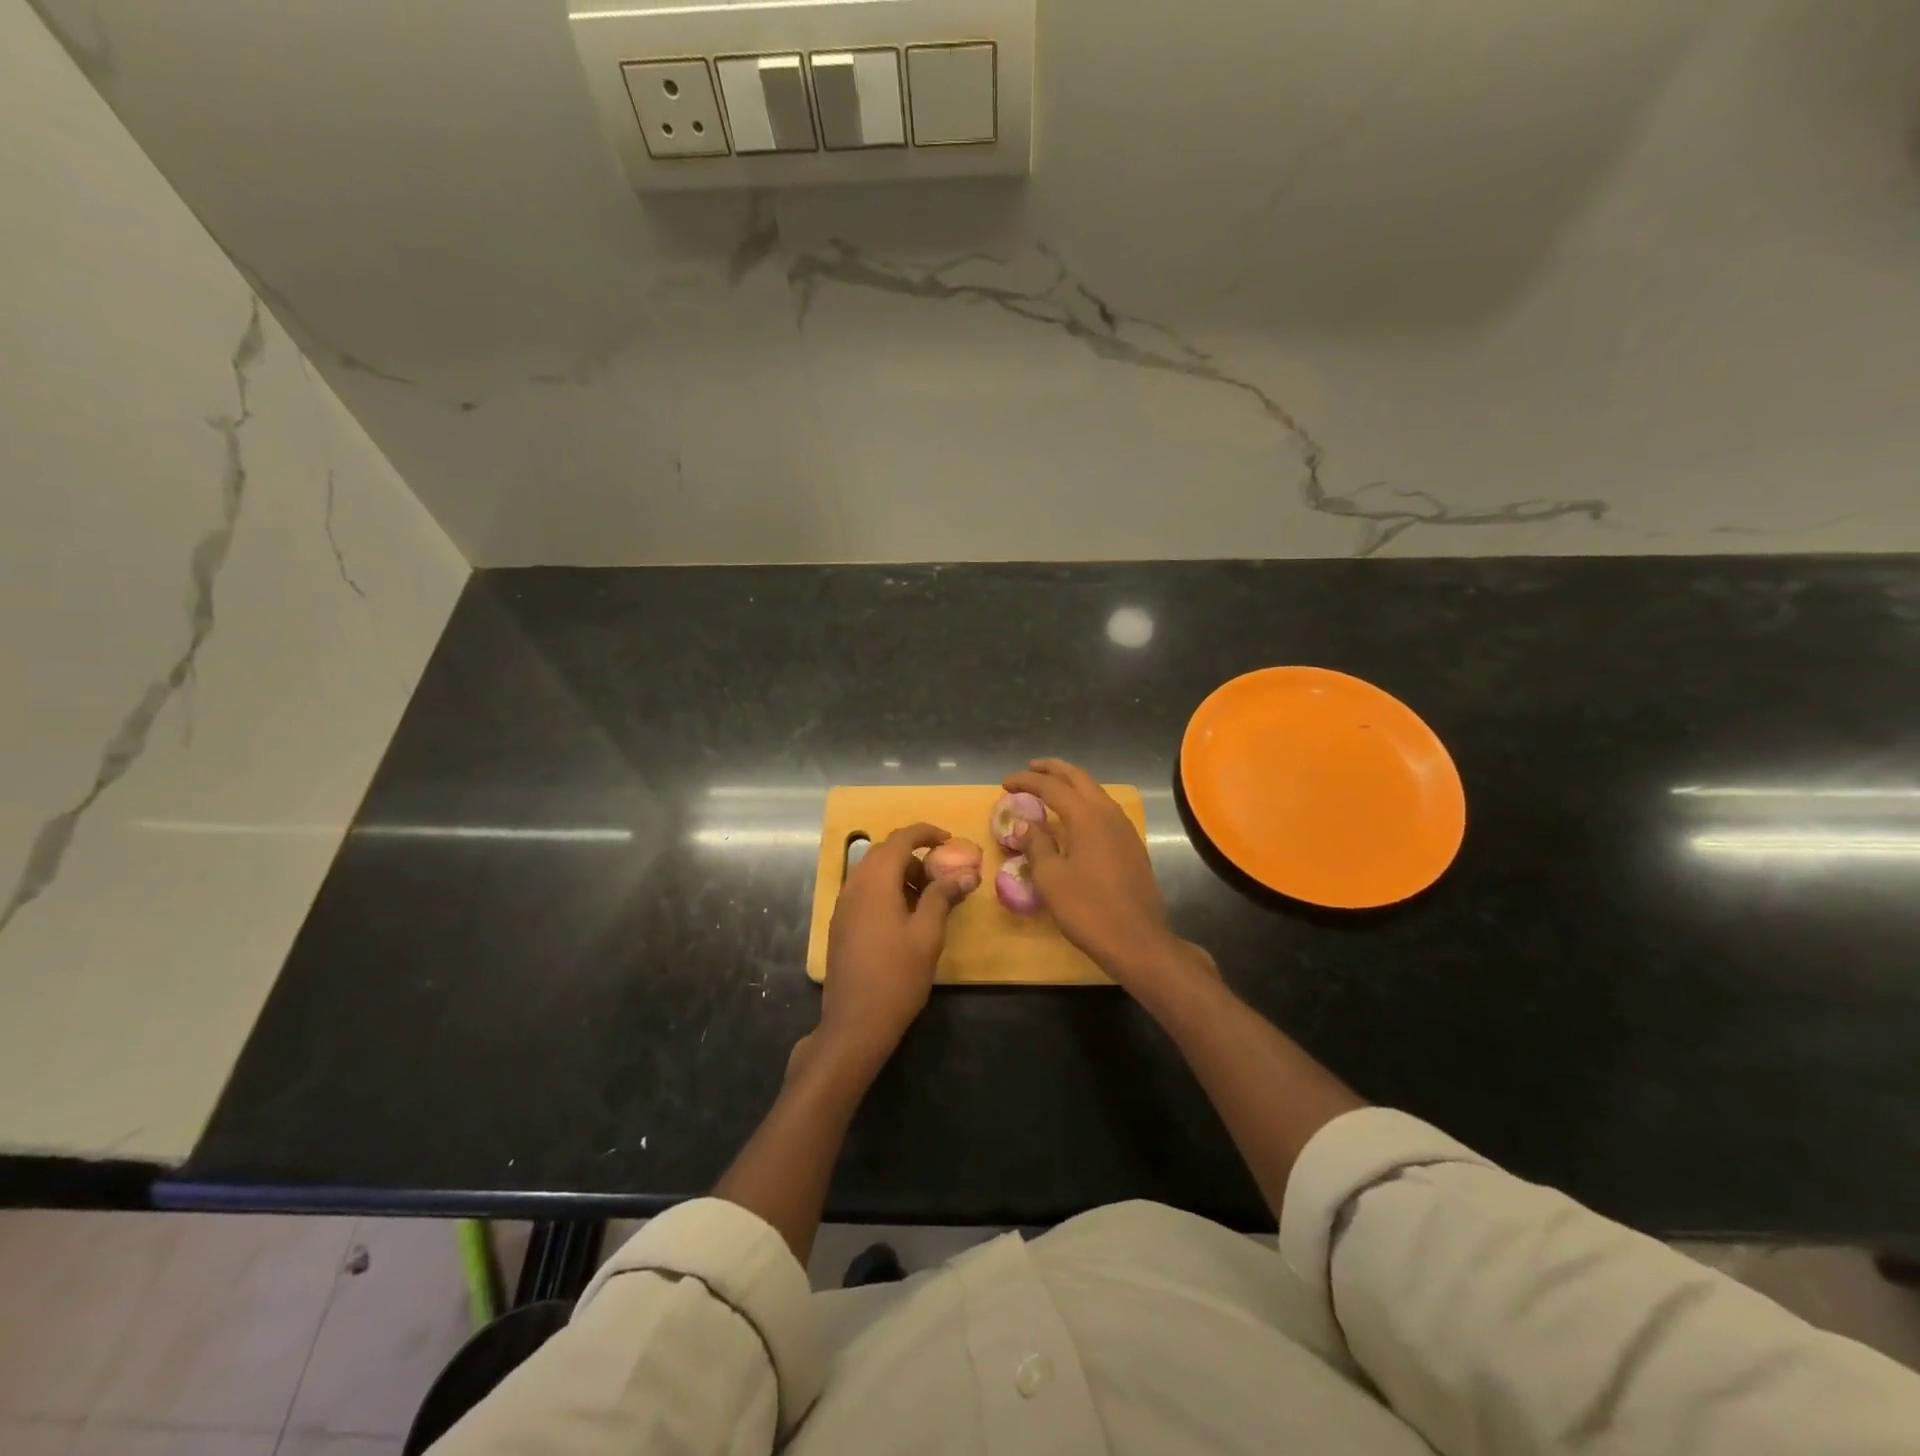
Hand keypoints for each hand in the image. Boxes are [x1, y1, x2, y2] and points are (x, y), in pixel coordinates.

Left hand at [818, 822, 973, 1076]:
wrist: (855, 1023)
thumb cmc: (897, 977)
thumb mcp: (928, 935)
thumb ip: (943, 896)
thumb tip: (966, 873)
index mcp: (876, 882)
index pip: (900, 839)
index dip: (926, 833)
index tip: (949, 840)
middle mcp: (854, 885)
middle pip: (884, 852)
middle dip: (914, 853)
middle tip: (941, 872)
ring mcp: (843, 905)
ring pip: (872, 871)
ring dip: (900, 872)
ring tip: (927, 896)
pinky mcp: (840, 923)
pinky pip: (864, 889)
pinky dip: (886, 888)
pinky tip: (904, 915)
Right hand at [1004, 759, 1211, 989]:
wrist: (1137, 940)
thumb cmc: (1087, 909)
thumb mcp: (1051, 878)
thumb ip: (1037, 845)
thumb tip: (1026, 825)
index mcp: (1087, 816)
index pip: (1051, 786)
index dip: (1026, 781)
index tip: (1005, 784)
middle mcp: (1108, 813)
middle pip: (1079, 778)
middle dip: (1052, 770)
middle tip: (1030, 769)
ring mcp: (1125, 828)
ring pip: (1095, 792)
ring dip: (1071, 784)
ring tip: (1050, 788)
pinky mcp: (1132, 845)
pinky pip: (1104, 810)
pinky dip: (1084, 802)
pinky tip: (1075, 817)